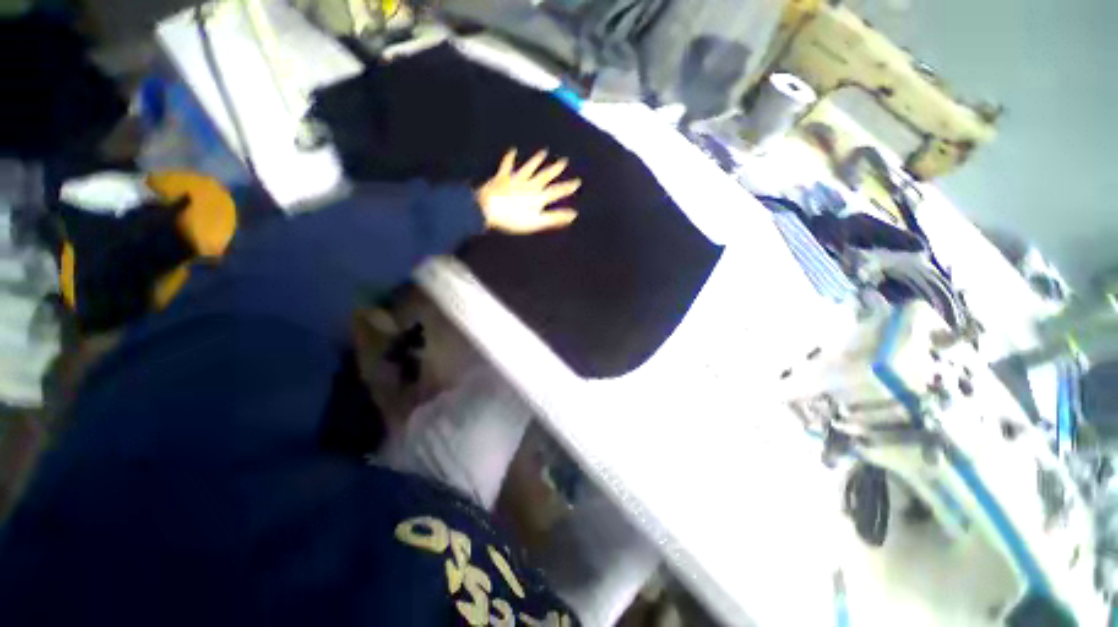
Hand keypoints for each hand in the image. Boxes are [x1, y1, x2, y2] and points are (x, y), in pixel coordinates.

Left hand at [476, 149, 580, 234]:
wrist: (487, 209)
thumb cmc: (512, 219)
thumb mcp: (536, 222)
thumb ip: (554, 218)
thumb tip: (573, 215)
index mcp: (537, 196)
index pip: (556, 191)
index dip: (567, 187)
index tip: (577, 181)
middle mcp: (529, 185)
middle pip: (544, 176)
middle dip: (555, 169)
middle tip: (564, 161)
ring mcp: (515, 179)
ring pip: (529, 167)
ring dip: (536, 160)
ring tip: (544, 152)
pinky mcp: (502, 178)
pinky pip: (507, 165)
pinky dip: (510, 158)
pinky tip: (512, 150)